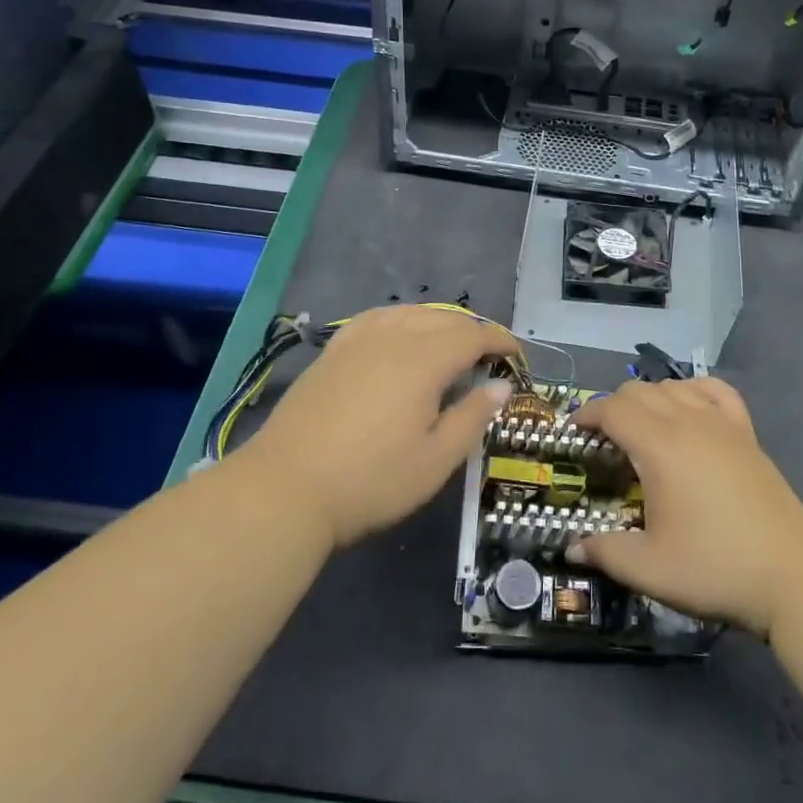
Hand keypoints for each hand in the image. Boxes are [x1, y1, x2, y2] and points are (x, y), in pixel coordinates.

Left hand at [243, 305, 518, 547]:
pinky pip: (377, 318)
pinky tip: (399, 335)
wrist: (285, 489)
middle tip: (489, 356)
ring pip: (409, 312)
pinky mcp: (333, 351)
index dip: (499, 340)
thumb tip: (501, 386)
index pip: (473, 335)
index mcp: (424, 359)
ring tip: (450, 344)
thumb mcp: (435, 460)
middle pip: (443, 318)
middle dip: (473, 330)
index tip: (517, 354)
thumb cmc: (371, 480)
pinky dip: (401, 320)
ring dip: (439, 322)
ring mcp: (358, 340)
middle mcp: (393, 336)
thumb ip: (473, 417)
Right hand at [569, 378, 802, 637]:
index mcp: (659, 447)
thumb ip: (606, 552)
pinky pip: (716, 390)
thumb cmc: (715, 568)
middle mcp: (688, 422)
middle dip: (613, 406)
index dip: (587, 414)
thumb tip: (572, 548)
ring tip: (642, 427)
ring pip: (674, 386)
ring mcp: (721, 423)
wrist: (792, 573)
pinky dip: (694, 389)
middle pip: (639, 390)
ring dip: (649, 397)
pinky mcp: (746, 432)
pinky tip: (690, 407)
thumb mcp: (650, 569)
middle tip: (604, 439)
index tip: (573, 431)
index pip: (613, 409)